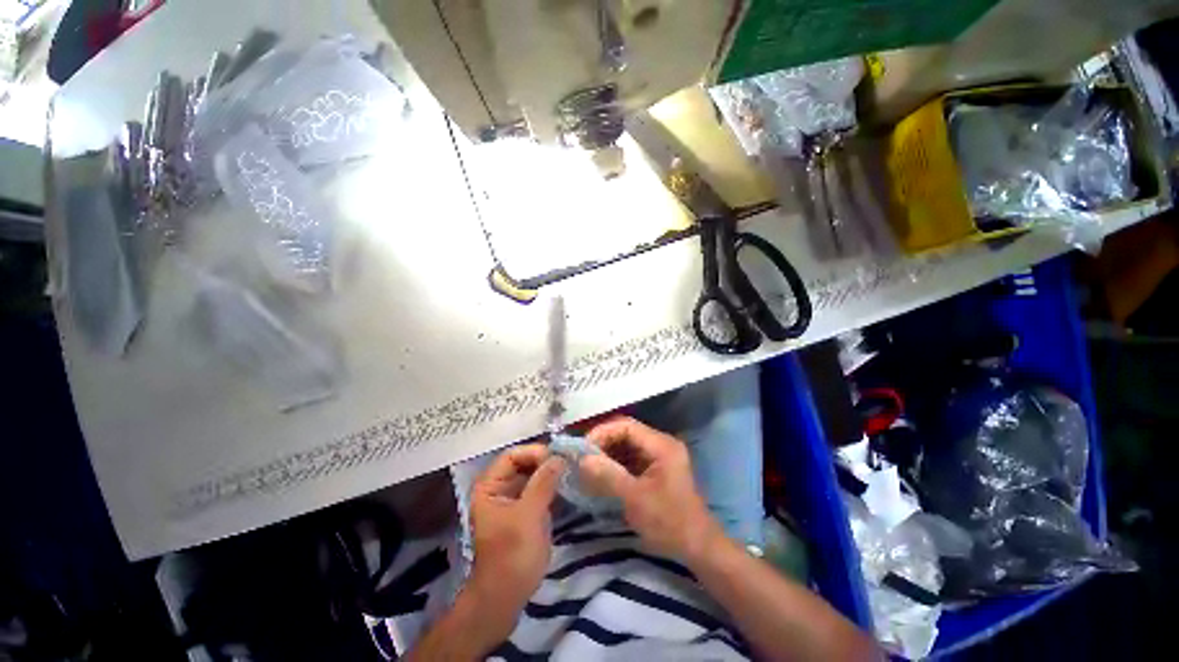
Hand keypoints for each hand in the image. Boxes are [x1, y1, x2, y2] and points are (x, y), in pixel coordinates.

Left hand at [468, 444, 564, 618]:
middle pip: (525, 463)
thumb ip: (543, 483)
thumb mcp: (528, 516)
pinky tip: (570, 486)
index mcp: (491, 486)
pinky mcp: (527, 510)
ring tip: (573, 472)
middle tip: (570, 463)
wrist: (506, 597)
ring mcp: (515, 499)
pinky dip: (554, 486)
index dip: (534, 453)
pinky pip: (541, 489)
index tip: (558, 458)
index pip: (513, 455)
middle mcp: (501, 487)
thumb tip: (560, 456)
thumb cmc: (511, 555)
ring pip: (535, 475)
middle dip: (546, 461)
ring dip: (552, 473)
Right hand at [579, 416, 722, 563]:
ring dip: (607, 454)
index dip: (602, 433)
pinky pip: (630, 458)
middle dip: (603, 443)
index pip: (626, 425)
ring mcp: (658, 455)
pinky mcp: (655, 468)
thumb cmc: (669, 523)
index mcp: (661, 445)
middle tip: (582, 458)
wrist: (698, 548)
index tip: (582, 448)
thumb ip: (608, 475)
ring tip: (587, 467)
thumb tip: (582, 459)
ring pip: (626, 445)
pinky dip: (614, 464)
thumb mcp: (636, 499)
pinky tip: (601, 475)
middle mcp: (661, 443)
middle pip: (625, 432)